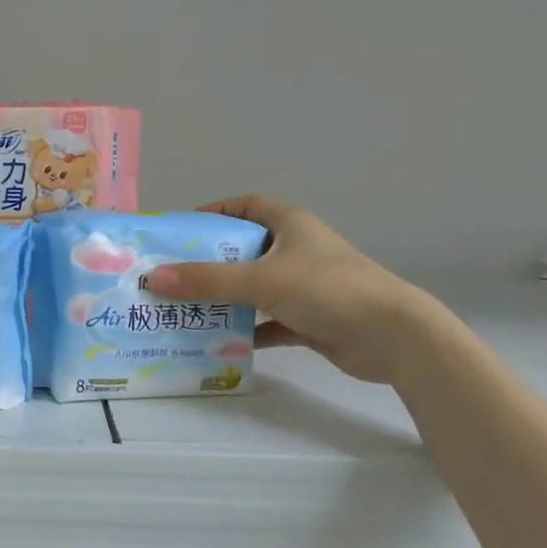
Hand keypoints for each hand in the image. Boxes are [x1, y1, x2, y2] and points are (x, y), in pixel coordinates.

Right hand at [145, 196, 430, 384]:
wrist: (394, 336)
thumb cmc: (327, 289)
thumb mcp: (261, 280)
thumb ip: (207, 280)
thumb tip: (152, 278)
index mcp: (290, 226)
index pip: (246, 206)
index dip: (214, 212)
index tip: (182, 229)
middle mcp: (297, 251)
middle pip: (244, 250)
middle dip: (210, 261)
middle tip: (172, 274)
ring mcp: (305, 287)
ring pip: (254, 289)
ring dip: (225, 299)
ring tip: (186, 310)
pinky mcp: (311, 320)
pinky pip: (268, 322)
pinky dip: (247, 330)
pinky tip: (220, 341)